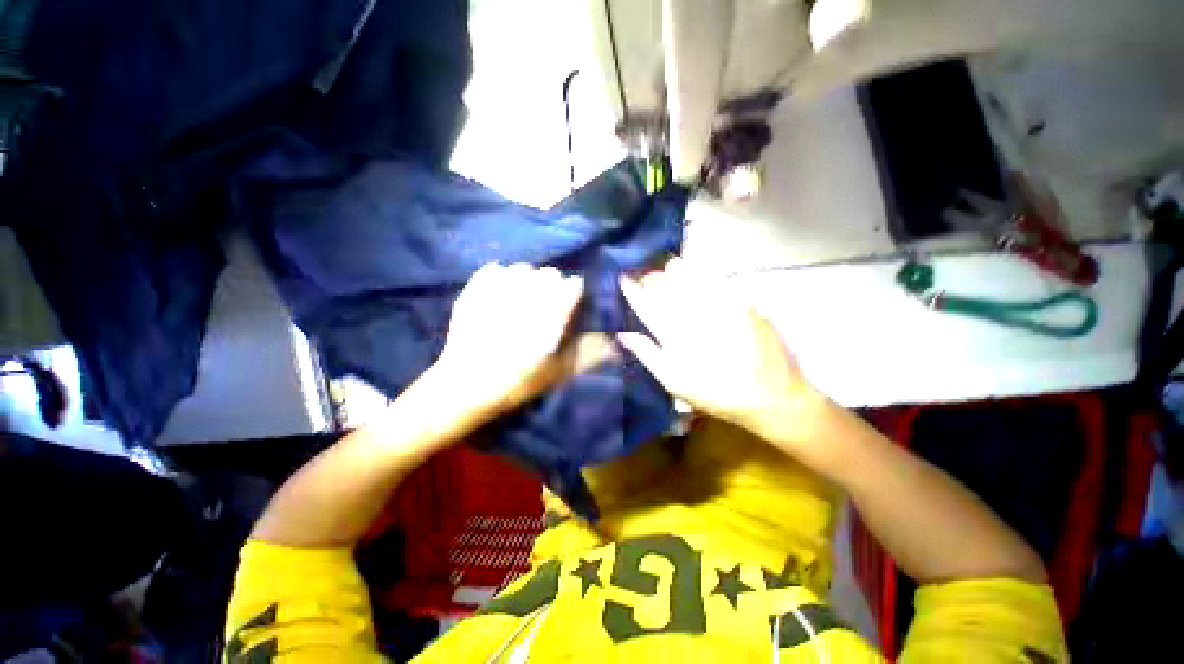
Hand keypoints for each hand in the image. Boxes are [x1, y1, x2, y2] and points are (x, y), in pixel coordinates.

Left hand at [434, 263, 612, 416]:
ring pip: (523, 268)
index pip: (572, 285)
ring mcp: (500, 290)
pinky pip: (494, 269)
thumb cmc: (518, 381)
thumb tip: (615, 343)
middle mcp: (529, 295)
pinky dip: (500, 277)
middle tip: (544, 304)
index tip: (568, 304)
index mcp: (551, 313)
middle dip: (551, 285)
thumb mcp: (558, 372)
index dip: (572, 293)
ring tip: (521, 297)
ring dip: (527, 280)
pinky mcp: (475, 290)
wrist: (467, 385)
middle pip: (549, 273)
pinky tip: (499, 292)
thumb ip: (588, 354)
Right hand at [618, 258, 827, 455]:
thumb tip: (622, 334)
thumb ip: (647, 354)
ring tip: (670, 268)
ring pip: (689, 277)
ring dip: (675, 271)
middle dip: (652, 277)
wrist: (768, 394)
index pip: (645, 305)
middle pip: (665, 286)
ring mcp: (717, 305)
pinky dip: (703, 273)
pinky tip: (699, 273)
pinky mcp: (740, 301)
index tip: (623, 278)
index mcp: (672, 334)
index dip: (631, 290)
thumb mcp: (673, 382)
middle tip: (648, 276)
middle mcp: (691, 314)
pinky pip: (715, 278)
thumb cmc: (713, 392)